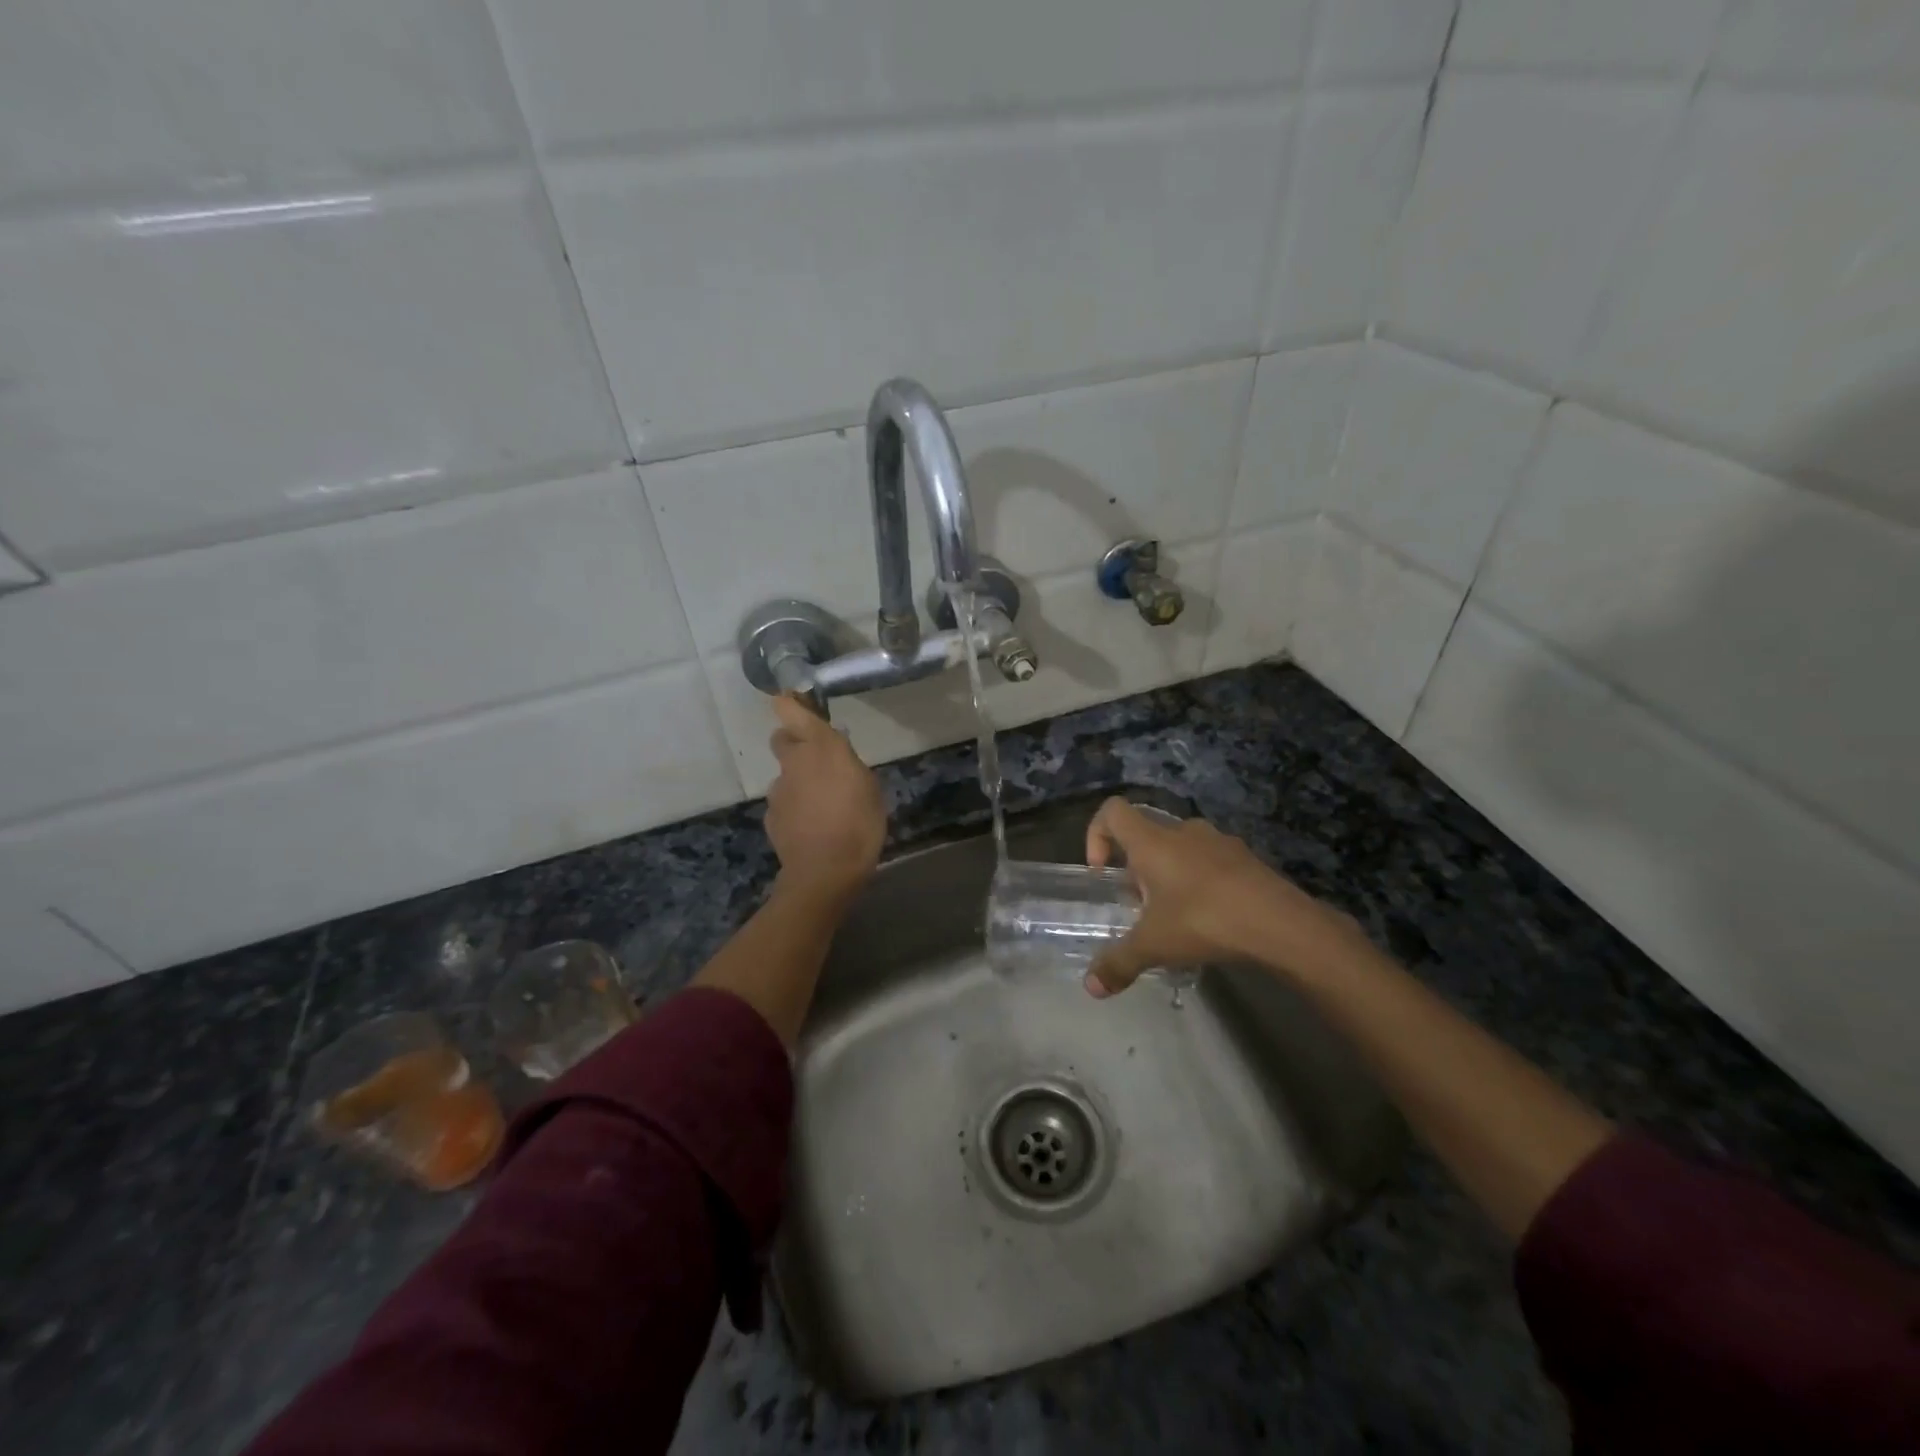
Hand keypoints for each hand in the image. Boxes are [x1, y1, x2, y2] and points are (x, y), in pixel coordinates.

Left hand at [765, 695, 885, 901]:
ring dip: (799, 782)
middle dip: (796, 744)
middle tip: (819, 761)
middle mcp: (793, 762)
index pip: (789, 710)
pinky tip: (813, 827)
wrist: (826, 871)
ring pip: (785, 775)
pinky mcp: (771, 817)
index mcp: (820, 747)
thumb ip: (849, 764)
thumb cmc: (859, 823)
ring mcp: (778, 790)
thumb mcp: (869, 787)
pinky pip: (784, 804)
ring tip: (823, 805)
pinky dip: (795, 809)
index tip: (796, 701)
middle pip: (782, 739)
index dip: (789, 703)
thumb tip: (838, 757)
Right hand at [1083, 797, 1359, 996]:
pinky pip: (1210, 862)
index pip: (1113, 811)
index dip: (1096, 834)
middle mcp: (1183, 831)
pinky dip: (1201, 882)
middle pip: (1147, 835)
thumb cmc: (1205, 921)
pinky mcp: (1246, 858)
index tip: (1102, 872)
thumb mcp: (1154, 946)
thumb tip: (1091, 987)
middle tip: (1141, 906)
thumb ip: (1119, 963)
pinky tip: (1211, 918)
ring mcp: (1219, 841)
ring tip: (1176, 915)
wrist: (1282, 924)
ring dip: (1170, 874)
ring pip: (1180, 848)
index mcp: (1153, 842)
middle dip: (1136, 868)